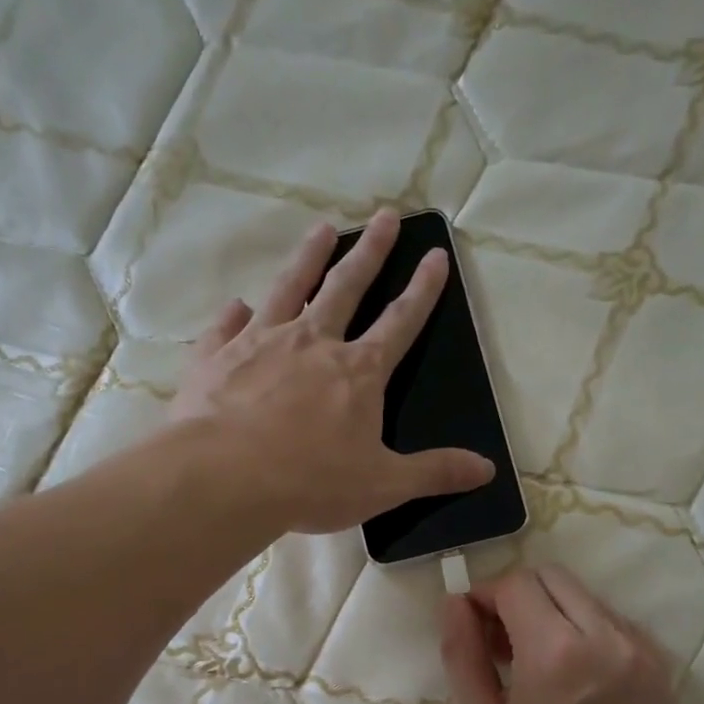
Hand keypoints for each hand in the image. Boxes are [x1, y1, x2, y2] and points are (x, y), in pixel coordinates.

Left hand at [167, 209, 494, 533]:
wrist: (225, 478)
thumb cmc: (310, 482)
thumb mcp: (383, 485)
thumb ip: (434, 473)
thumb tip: (487, 470)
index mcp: (358, 372)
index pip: (400, 322)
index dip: (422, 290)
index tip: (434, 255)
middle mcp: (312, 343)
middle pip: (346, 288)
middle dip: (370, 253)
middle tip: (383, 217)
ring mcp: (260, 343)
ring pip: (289, 288)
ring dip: (308, 258)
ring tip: (322, 229)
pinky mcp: (216, 357)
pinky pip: (227, 326)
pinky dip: (234, 314)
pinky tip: (238, 305)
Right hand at [440, 564, 681, 703]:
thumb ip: (463, 655)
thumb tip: (454, 603)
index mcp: (557, 654)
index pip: (516, 585)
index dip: (484, 596)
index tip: (470, 626)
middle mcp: (610, 640)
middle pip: (554, 579)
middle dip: (518, 598)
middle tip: (498, 645)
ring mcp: (645, 656)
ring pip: (588, 599)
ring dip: (553, 614)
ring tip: (534, 666)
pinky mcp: (664, 676)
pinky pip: (617, 627)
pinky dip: (587, 634)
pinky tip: (573, 680)